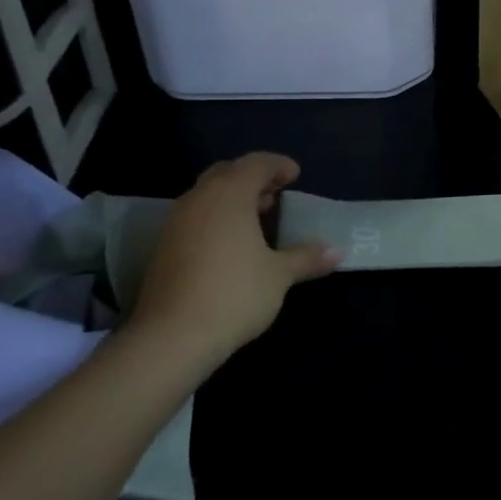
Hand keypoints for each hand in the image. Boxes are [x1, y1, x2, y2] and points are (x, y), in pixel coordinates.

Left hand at [123, 153, 339, 366]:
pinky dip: (216, 218)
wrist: (172, 335)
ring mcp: (176, 222)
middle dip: (253, 179)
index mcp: (230, 194)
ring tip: (256, 220)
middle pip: (227, 173)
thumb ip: (306, 257)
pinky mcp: (164, 246)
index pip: (256, 163)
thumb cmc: (234, 293)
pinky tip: (231, 245)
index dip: (278, 165)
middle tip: (275, 195)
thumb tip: (336, 251)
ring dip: (232, 199)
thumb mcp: (278, 275)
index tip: (295, 175)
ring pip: (207, 195)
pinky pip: (195, 217)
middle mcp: (200, 198)